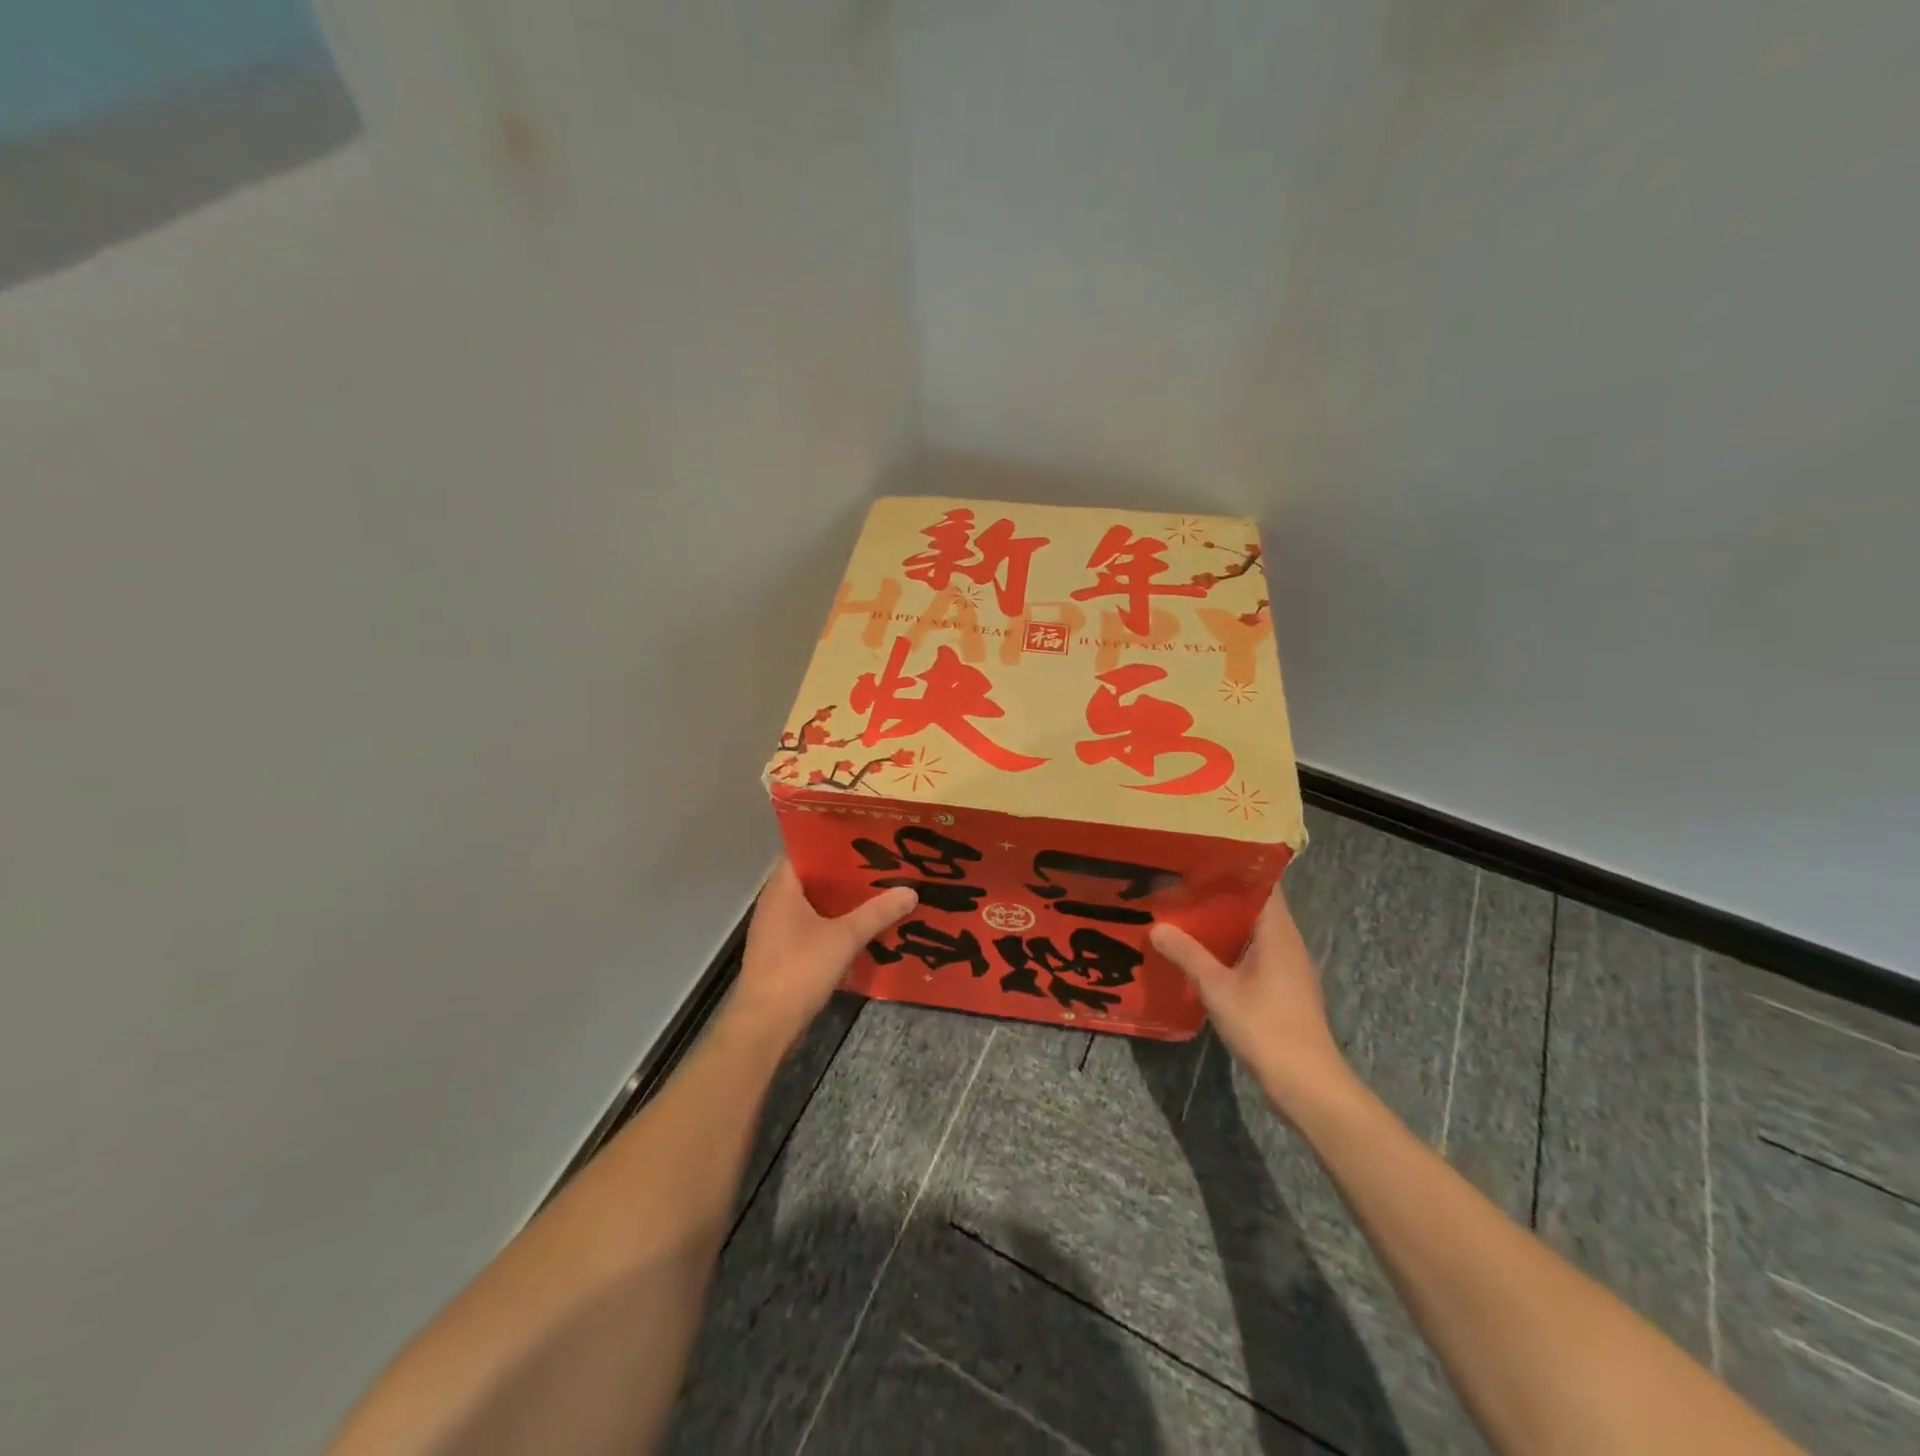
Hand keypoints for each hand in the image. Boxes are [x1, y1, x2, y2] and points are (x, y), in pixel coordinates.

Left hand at [721, 859, 915, 1052]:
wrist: (765, 1024)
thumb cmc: (800, 969)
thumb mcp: (845, 937)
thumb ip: (878, 912)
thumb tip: (911, 890)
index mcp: (782, 888)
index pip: (804, 849)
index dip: (831, 841)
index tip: (862, 838)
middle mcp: (773, 902)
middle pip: (811, 877)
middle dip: (843, 873)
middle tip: (878, 864)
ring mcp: (774, 929)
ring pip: (811, 904)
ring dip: (838, 901)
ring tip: (875, 893)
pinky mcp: (779, 952)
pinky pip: (808, 926)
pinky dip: (830, 923)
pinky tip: (857, 929)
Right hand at [1149, 887, 1352, 1115]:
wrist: (1307, 1085)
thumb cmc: (1266, 1028)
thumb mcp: (1218, 989)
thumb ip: (1187, 955)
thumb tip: (1157, 927)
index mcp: (1278, 932)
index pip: (1263, 883)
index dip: (1235, 867)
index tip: (1200, 858)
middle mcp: (1287, 942)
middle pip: (1255, 905)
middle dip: (1220, 894)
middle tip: (1180, 883)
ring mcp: (1287, 967)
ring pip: (1252, 931)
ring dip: (1222, 923)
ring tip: (1183, 913)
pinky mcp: (1283, 988)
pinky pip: (1253, 953)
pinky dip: (1229, 947)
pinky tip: (1200, 953)